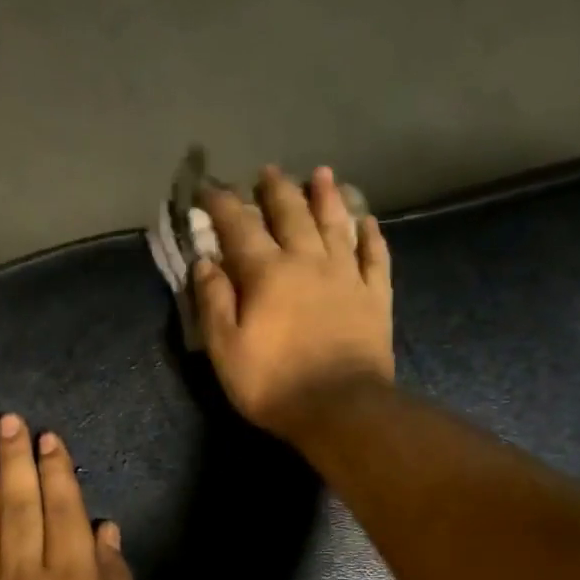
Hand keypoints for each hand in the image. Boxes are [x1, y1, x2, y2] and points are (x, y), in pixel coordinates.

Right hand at [194, 165, 393, 439]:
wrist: (341, 408)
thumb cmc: (273, 383)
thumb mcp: (226, 349)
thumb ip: (213, 302)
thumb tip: (204, 262)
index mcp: (267, 273)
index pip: (240, 227)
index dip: (223, 204)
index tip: (210, 188)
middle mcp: (308, 262)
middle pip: (292, 214)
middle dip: (277, 190)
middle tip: (268, 172)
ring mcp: (347, 276)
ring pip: (336, 224)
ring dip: (326, 197)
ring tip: (321, 174)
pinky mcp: (375, 296)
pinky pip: (375, 255)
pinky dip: (370, 235)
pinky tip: (367, 222)